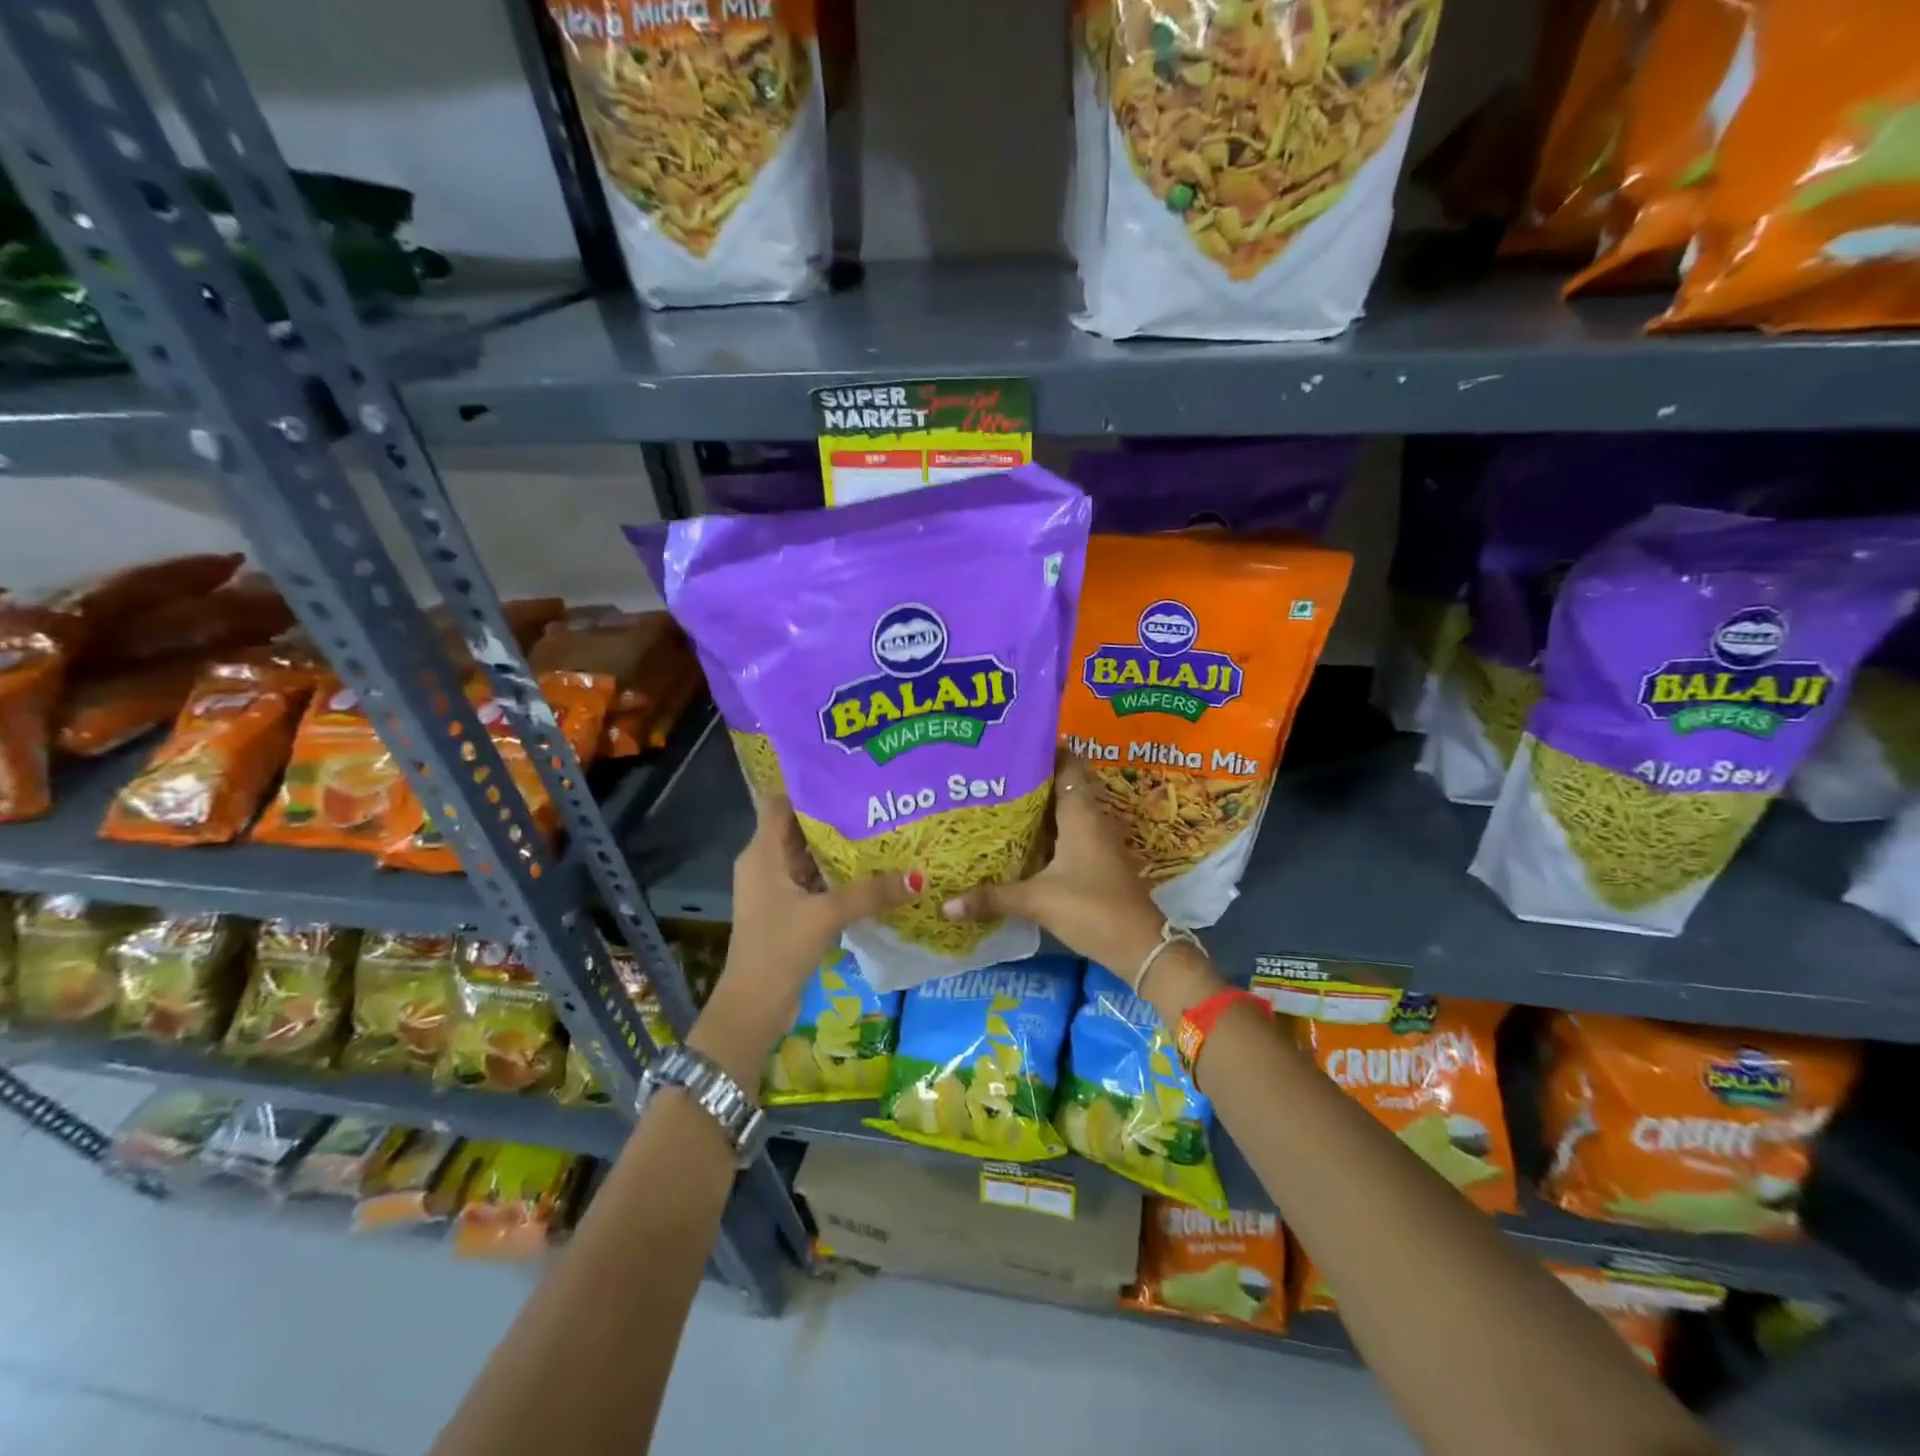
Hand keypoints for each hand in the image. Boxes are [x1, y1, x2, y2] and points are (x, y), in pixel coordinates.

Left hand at [692, 789, 920, 1080]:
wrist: (753, 1007)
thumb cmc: (779, 949)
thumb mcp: (827, 916)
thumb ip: (871, 893)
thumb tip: (920, 876)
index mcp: (762, 853)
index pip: (782, 803)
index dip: (811, 787)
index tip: (849, 775)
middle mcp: (765, 864)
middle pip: (800, 828)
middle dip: (835, 816)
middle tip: (877, 800)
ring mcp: (776, 888)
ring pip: (809, 856)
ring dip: (839, 847)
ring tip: (881, 827)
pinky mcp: (788, 910)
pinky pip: (815, 880)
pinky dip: (838, 874)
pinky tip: (871, 870)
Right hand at [939, 753, 1166, 973]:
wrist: (1140, 946)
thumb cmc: (1092, 908)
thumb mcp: (1038, 900)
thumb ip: (992, 898)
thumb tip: (946, 904)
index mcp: (1081, 813)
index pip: (1067, 764)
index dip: (1042, 750)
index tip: (1009, 744)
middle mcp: (1090, 819)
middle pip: (1061, 786)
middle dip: (1029, 779)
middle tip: (991, 774)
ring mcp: (1096, 841)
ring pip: (1063, 812)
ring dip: (1037, 808)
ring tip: (997, 801)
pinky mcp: (1096, 862)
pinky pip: (1067, 834)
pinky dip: (1045, 832)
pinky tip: (1019, 841)